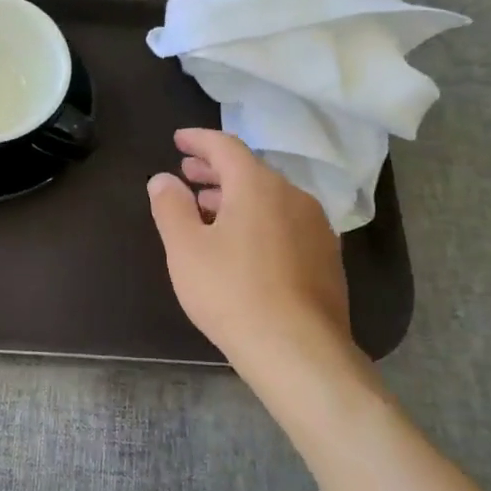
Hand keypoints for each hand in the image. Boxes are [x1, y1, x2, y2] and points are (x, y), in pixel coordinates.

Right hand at [147, 129, 371, 415]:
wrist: (298, 350)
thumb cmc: (231, 292)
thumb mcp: (185, 248)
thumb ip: (170, 206)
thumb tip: (163, 178)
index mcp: (257, 185)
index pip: (225, 146)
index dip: (198, 140)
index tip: (178, 139)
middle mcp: (293, 195)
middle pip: (250, 170)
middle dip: (215, 169)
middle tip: (188, 172)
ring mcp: (316, 227)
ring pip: (269, 197)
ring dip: (236, 196)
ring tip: (208, 207)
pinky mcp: (326, 257)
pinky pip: (285, 221)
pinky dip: (258, 218)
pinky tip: (242, 243)